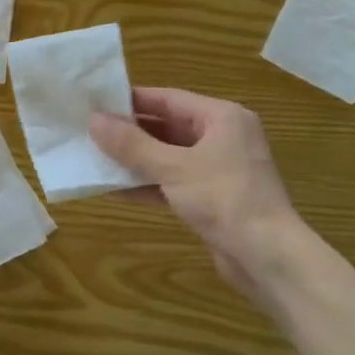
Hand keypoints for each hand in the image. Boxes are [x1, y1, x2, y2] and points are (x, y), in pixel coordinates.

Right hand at [89, 87, 302, 293]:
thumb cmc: (223, 198)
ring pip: (167, 156)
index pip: (168, 98)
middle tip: (88, 131)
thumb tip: (93, 120)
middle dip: (129, 132)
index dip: (130, 100)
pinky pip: (171, 181)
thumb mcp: (172, 167)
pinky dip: (146, 184)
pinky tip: (114, 190)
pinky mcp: (210, 197)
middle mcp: (221, 137)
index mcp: (221, 118)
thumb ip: (131, 144)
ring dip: (134, 160)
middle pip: (166, 126)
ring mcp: (217, 169)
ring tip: (94, 159)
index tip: (94, 103)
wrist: (266, 256)